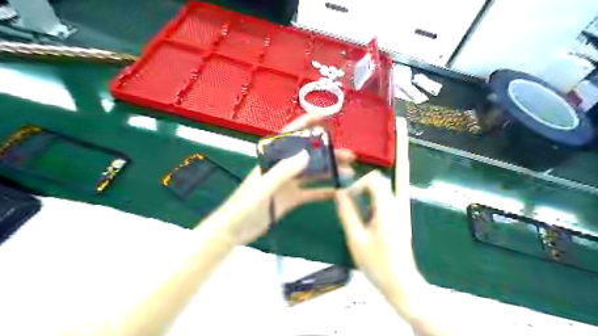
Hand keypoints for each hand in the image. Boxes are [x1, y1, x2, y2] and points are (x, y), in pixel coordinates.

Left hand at [209, 112, 353, 243]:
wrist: (234, 230)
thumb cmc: (243, 206)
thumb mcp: (263, 188)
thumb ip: (283, 171)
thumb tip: (307, 154)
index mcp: (272, 160)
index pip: (291, 136)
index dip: (306, 123)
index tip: (324, 116)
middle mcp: (282, 168)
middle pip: (308, 156)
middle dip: (328, 153)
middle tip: (349, 155)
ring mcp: (288, 183)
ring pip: (313, 173)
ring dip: (330, 172)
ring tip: (349, 173)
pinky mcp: (291, 199)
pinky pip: (310, 192)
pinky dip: (324, 191)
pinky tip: (338, 191)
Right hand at [336, 172, 418, 295]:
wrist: (401, 283)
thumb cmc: (377, 264)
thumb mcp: (356, 239)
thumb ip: (347, 213)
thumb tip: (340, 193)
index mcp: (386, 210)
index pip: (375, 180)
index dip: (359, 182)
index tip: (349, 196)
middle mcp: (396, 207)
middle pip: (380, 183)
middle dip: (363, 187)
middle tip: (351, 204)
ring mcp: (401, 213)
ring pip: (383, 192)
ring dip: (368, 196)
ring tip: (358, 216)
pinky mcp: (401, 219)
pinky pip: (387, 202)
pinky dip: (374, 204)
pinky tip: (368, 223)